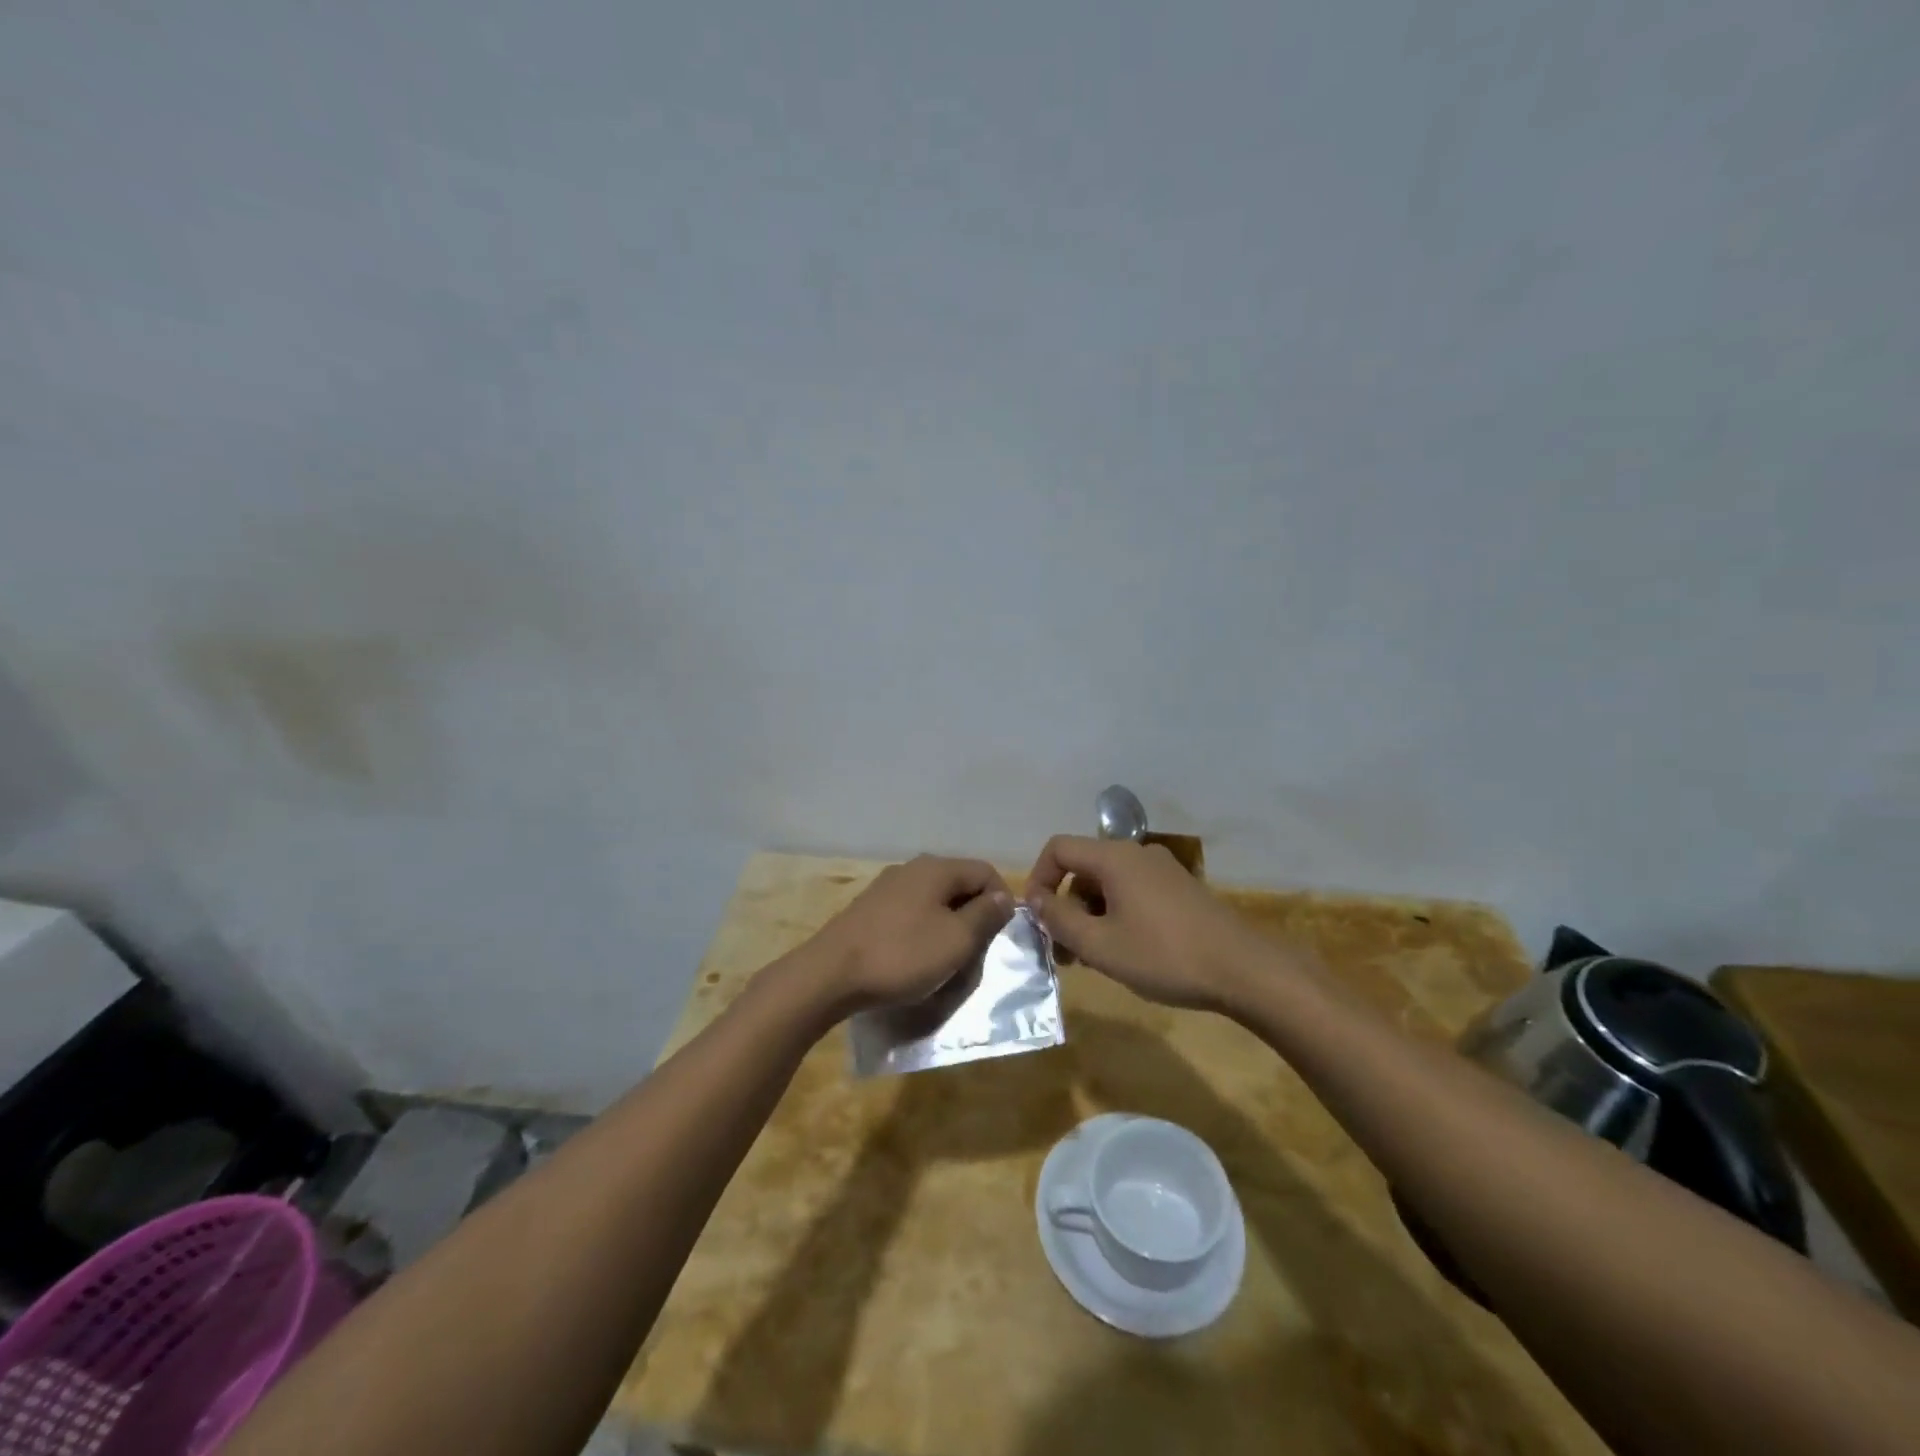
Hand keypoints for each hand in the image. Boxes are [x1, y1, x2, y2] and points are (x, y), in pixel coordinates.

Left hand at [807, 855, 1014, 1012]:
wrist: (829, 975)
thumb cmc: (902, 955)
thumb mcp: (956, 940)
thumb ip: (985, 915)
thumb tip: (1004, 897)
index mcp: (937, 868)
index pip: (986, 872)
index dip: (1002, 901)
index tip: (1001, 937)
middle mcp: (912, 869)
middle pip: (959, 885)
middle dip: (974, 918)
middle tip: (975, 954)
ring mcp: (887, 887)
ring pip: (935, 902)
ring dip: (949, 929)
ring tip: (947, 962)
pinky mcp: (870, 909)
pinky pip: (911, 914)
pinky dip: (923, 933)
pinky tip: (916, 960)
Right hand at [1024, 835, 1265, 1010]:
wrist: (1244, 970)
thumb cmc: (1164, 955)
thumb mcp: (1100, 945)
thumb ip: (1059, 920)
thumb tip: (1034, 900)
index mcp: (1114, 858)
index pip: (1058, 848)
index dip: (1038, 879)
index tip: (1037, 919)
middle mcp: (1136, 853)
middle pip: (1083, 868)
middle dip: (1065, 906)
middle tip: (1063, 952)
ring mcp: (1161, 870)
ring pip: (1107, 884)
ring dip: (1089, 916)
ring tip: (1091, 959)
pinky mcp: (1179, 889)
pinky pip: (1132, 892)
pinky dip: (1115, 916)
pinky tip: (1123, 952)